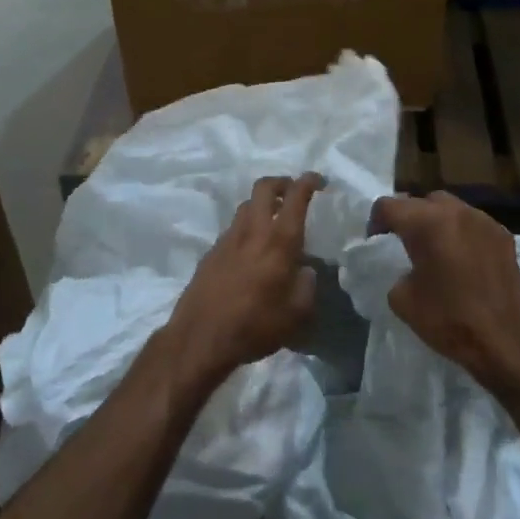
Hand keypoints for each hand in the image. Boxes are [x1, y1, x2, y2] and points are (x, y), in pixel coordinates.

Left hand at [165, 173, 323, 386]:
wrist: (200, 338)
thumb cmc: (255, 326)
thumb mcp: (297, 314)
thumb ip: (307, 286)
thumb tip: (305, 271)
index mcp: (279, 241)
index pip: (295, 196)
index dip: (309, 181)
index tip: (319, 181)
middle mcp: (253, 230)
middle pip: (264, 187)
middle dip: (281, 182)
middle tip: (293, 192)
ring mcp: (228, 238)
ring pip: (246, 205)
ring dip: (262, 204)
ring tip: (273, 220)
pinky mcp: (211, 252)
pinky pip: (233, 228)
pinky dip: (247, 227)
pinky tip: (251, 250)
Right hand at [371, 192, 519, 390]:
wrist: (502, 339)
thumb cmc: (447, 318)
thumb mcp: (401, 299)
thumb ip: (396, 271)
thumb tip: (406, 268)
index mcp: (425, 223)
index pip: (388, 206)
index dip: (376, 222)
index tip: (377, 242)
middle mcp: (455, 211)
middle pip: (422, 201)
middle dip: (410, 217)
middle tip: (407, 243)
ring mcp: (483, 220)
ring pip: (452, 208)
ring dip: (439, 222)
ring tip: (438, 249)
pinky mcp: (504, 235)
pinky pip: (475, 224)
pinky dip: (464, 234)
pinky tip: (465, 259)